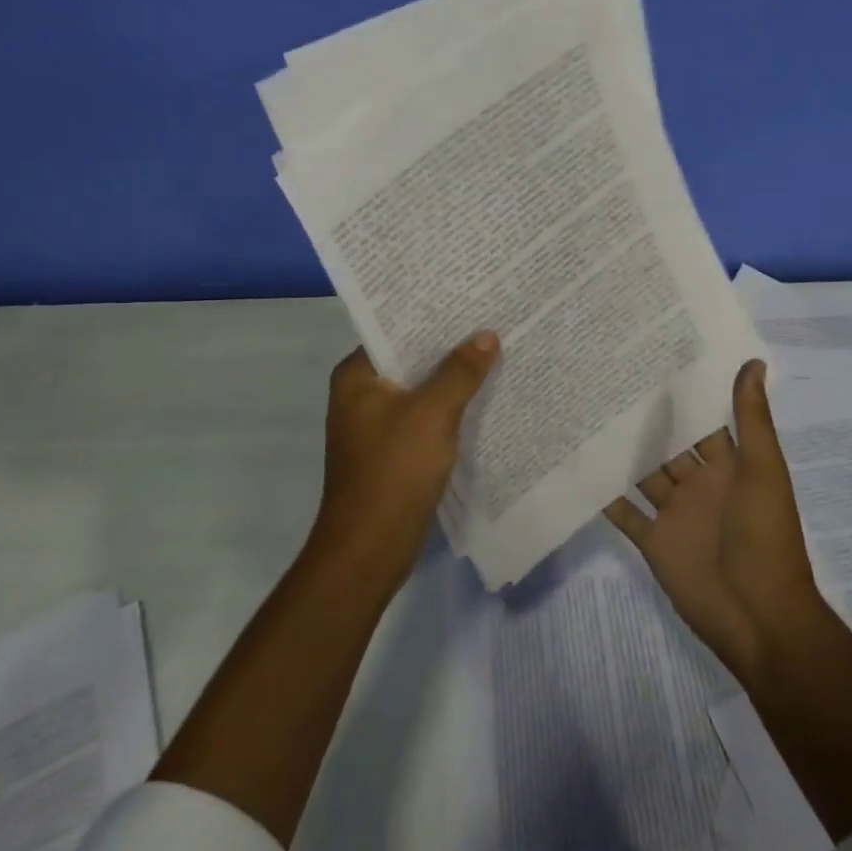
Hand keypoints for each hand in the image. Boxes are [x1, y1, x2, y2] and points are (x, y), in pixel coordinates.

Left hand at [310, 332, 499, 589]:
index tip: (468, 299)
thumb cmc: (393, 471)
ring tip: (494, 350)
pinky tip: (483, 397)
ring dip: (451, 377)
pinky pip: (424, 416)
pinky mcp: (392, 450)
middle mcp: (361, 394)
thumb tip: (487, 335)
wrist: (369, 551)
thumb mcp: (433, 414)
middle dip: (448, 345)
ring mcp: (376, 424)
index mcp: (357, 375)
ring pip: (420, 388)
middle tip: (490, 320)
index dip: (431, 315)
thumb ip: (460, 371)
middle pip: (410, 358)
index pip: (394, 330)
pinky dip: (449, 407)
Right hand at [605, 360, 824, 682]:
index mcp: (728, 466)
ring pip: (644, 473)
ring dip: (623, 451)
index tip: (653, 358)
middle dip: (646, 419)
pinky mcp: (654, 541)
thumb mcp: (764, 470)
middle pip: (668, 444)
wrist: (758, 617)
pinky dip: (606, 495)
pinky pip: (625, 513)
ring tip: (587, 413)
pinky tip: (581, 467)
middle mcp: (699, 484)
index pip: (703, 421)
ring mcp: (675, 513)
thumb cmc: (765, 536)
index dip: (684, 394)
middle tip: (607, 379)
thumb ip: (752, 418)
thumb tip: (754, 361)